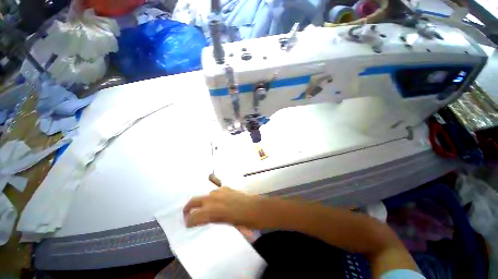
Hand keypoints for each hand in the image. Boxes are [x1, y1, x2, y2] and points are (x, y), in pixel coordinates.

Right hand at [183, 187, 266, 228]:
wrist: (255, 208)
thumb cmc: (242, 222)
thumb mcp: (225, 225)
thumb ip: (213, 221)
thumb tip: (204, 221)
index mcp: (212, 211)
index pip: (194, 216)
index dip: (189, 222)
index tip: (188, 225)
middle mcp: (213, 199)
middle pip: (194, 201)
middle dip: (187, 208)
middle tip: (186, 213)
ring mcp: (220, 192)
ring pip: (205, 196)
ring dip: (203, 202)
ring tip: (205, 208)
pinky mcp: (226, 188)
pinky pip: (215, 192)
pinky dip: (213, 197)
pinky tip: (218, 201)